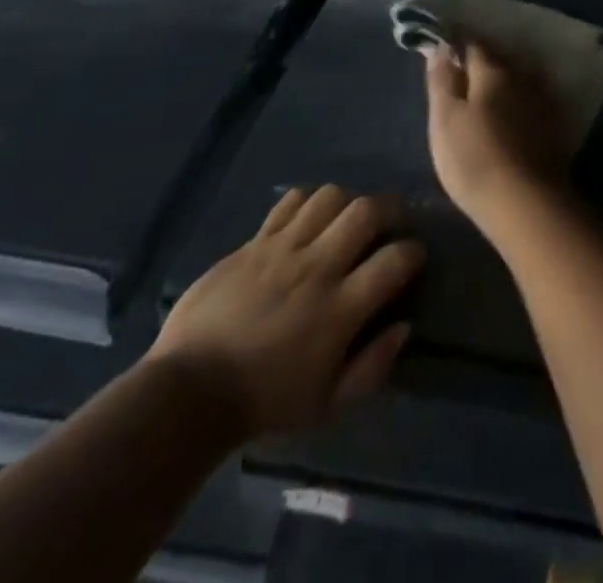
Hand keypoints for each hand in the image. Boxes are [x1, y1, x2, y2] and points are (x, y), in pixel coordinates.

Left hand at [149, 187, 423, 441]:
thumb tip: (404, 327)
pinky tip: (309, 220)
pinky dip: (308, 203)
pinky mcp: (254, 243)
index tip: (414, 258)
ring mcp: (282, 250)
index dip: (414, 252)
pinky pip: (290, 203)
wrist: (188, 393)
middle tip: (392, 222)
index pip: (395, 260)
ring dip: (348, 203)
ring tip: (348, 220)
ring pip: (330, 197)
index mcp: (340, 309)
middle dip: (390, 209)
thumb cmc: (265, 403)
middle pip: (366, 212)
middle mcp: (317, 269)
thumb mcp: (328, 404)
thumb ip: (374, 367)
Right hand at [425, 43, 573, 234]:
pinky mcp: (554, 125)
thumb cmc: (474, 159)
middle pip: (499, 59)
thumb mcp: (444, 119)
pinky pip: (532, 100)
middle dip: (481, 61)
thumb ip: (441, 80)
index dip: (456, 46)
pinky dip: (519, 100)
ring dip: (504, 80)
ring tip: (485, 95)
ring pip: (519, 78)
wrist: (526, 203)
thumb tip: (439, 46)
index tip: (442, 51)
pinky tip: (512, 114)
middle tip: (461, 75)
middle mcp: (523, 76)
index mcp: (493, 70)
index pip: (472, 45)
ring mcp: (543, 100)